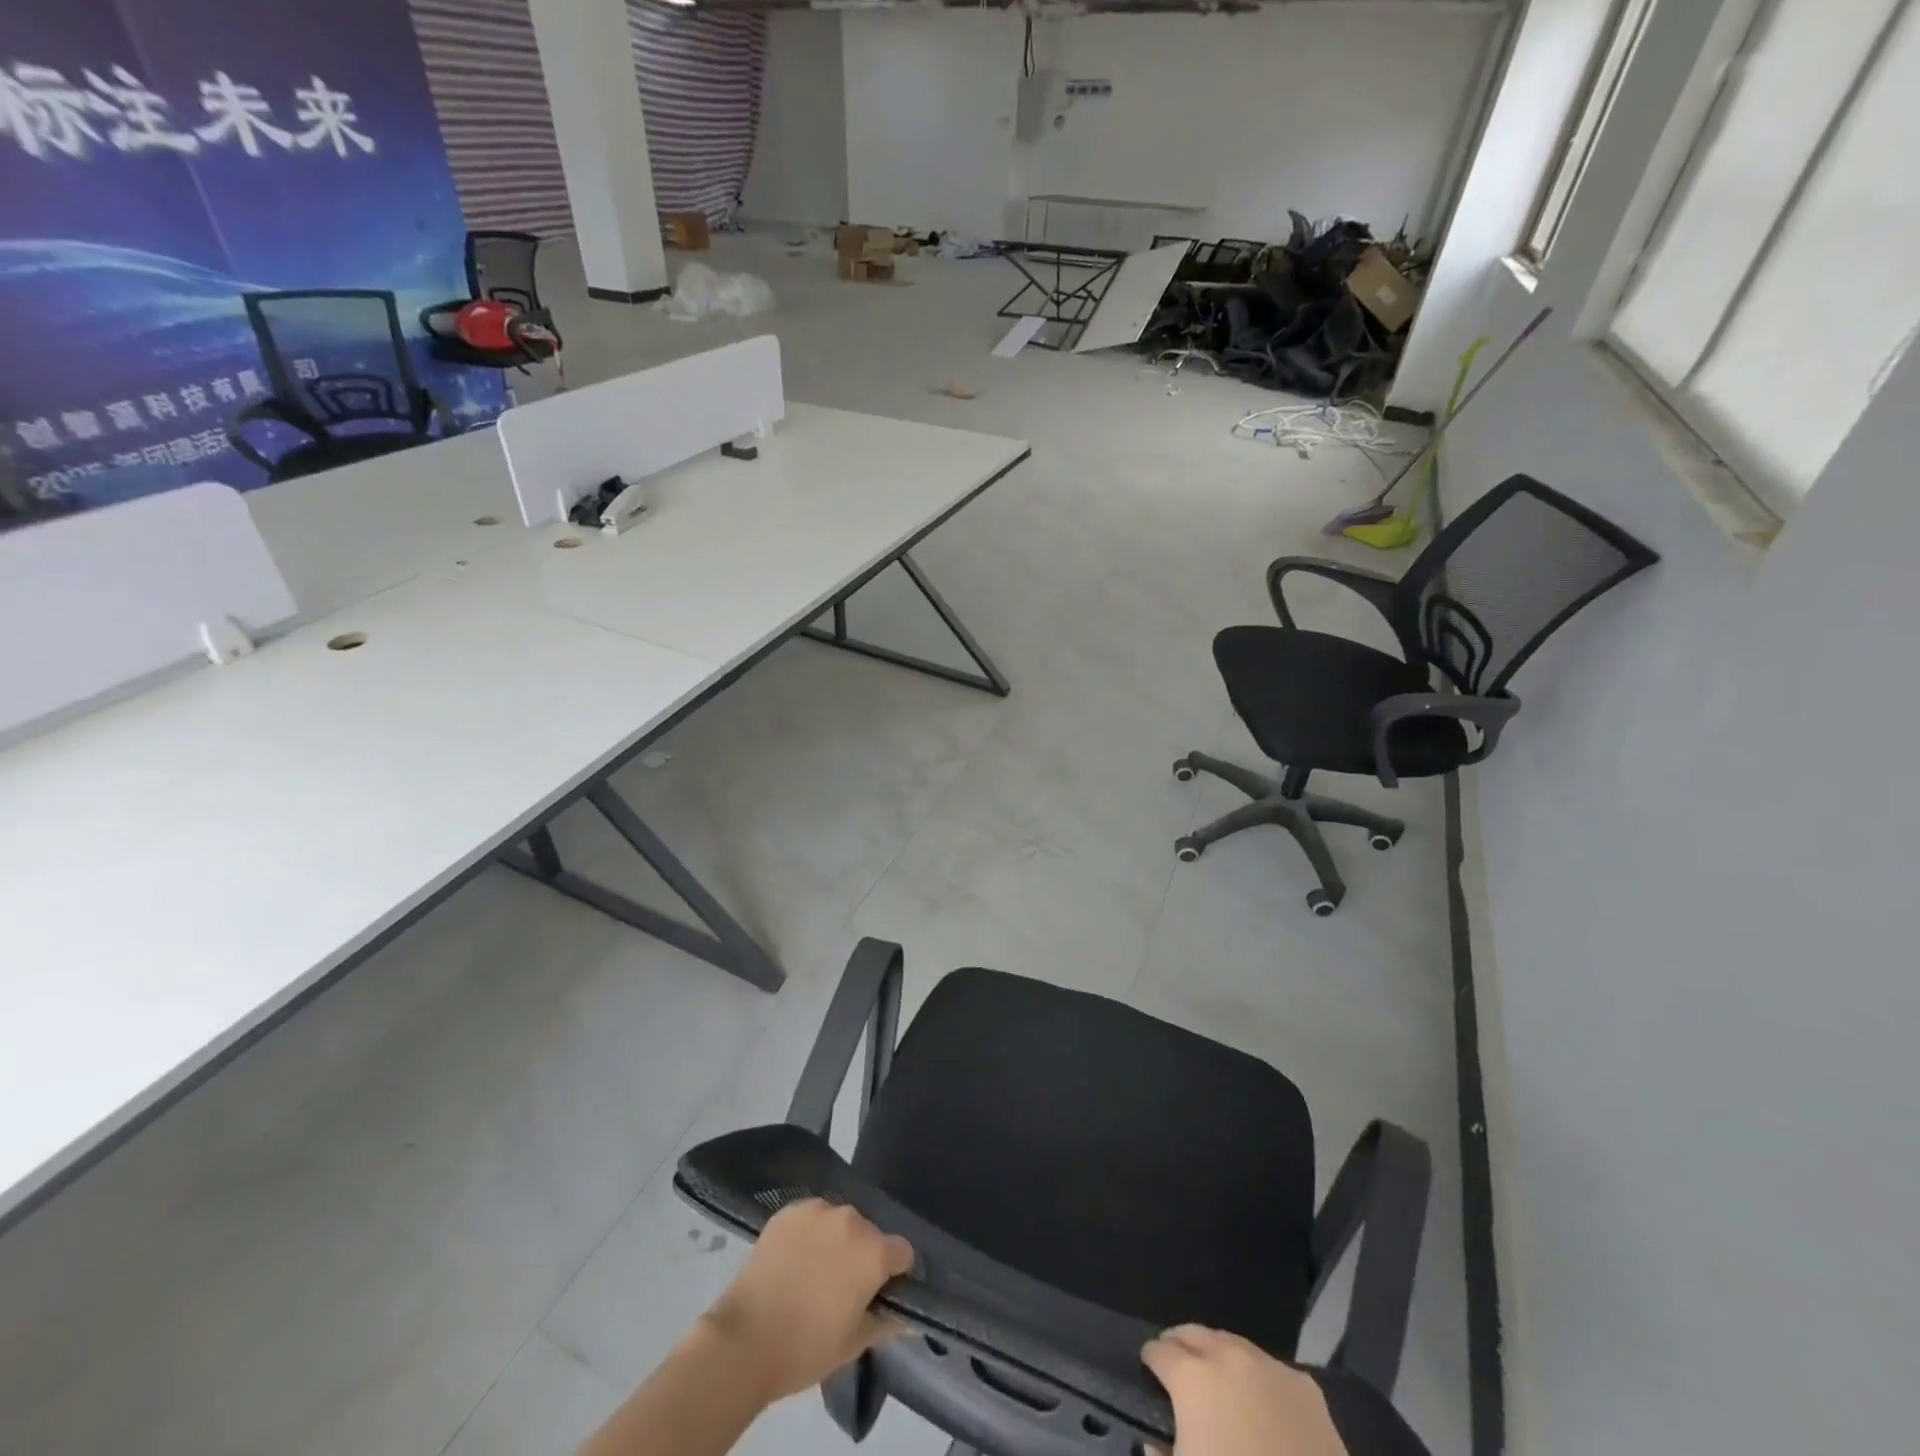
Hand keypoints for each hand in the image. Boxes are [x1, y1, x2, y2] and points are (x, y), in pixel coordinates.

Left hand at [700, 1199, 915, 1401]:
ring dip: (835, 1241)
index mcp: (873, 1252)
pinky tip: (792, 1259)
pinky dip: (808, 1234)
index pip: (902, 1252)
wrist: (744, 1340)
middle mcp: (851, 1220)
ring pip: (839, 1223)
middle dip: (862, 1255)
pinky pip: (810, 1218)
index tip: (880, 1292)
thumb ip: (885, 1322)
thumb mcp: (853, 1344)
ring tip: (813, 1272)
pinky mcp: (789, 1210)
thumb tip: (905, 1316)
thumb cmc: (806, 1348)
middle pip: (869, 1234)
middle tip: (841, 1287)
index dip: (895, 1273)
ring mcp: (818, 1210)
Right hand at [1142, 1325, 1347, 1455]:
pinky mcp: (1304, 1385)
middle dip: (1180, 1345)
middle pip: (1193, 1333)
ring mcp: (1268, 1365)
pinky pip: (1270, 1369)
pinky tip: (1260, 1402)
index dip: (1151, 1361)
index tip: (1148, 1370)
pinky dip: (1257, 1378)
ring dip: (1218, 1355)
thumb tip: (1156, 1443)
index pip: (1159, 1351)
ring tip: (1216, 1378)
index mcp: (1192, 1377)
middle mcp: (1227, 1356)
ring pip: (1232, 1344)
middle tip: (1176, 1363)